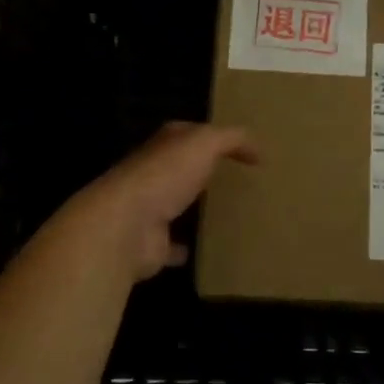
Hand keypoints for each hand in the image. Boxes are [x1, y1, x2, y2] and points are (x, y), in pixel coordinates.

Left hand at [48, 122, 257, 281]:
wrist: (125, 226)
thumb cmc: (165, 176)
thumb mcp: (204, 143)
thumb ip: (231, 139)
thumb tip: (258, 148)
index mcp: (163, 146)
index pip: (188, 133)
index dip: (212, 136)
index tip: (240, 148)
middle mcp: (152, 174)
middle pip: (178, 169)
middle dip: (198, 171)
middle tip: (232, 178)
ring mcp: (147, 211)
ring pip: (173, 206)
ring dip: (190, 208)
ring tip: (222, 213)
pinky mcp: (150, 245)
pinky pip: (170, 246)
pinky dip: (181, 248)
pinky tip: (201, 250)